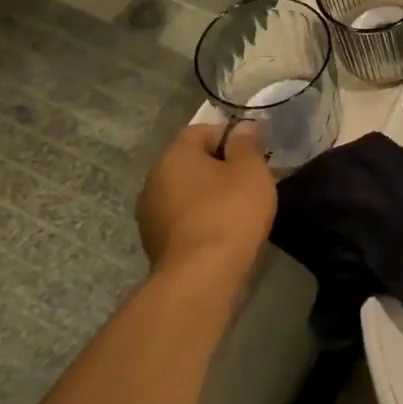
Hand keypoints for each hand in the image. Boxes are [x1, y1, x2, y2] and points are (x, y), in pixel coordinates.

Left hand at [137, 122, 276, 281]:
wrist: (201, 276)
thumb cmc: (230, 211)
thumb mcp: (250, 169)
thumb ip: (245, 143)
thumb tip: (241, 127)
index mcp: (174, 156)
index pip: (201, 131)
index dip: (229, 137)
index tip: (252, 154)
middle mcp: (154, 180)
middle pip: (190, 162)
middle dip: (218, 166)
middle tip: (248, 180)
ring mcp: (150, 214)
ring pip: (185, 191)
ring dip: (208, 194)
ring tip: (237, 208)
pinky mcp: (154, 243)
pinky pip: (182, 217)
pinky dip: (200, 218)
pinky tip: (221, 231)